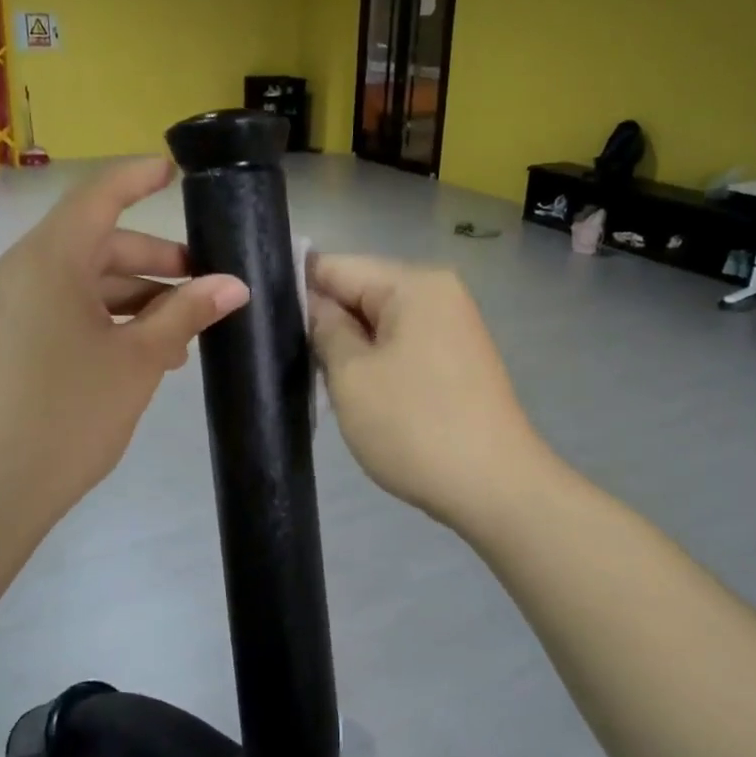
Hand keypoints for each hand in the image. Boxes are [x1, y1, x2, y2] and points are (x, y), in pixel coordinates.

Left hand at [0, 157, 248, 540]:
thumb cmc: (66, 415)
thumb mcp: (137, 362)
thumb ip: (184, 314)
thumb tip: (234, 285)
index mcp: (47, 260)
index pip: (98, 197)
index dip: (138, 179)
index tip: (173, 171)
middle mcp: (15, 272)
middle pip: (92, 246)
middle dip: (152, 262)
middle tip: (203, 287)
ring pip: (75, 284)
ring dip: (129, 300)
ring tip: (177, 335)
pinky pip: (53, 312)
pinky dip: (96, 321)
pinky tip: (133, 356)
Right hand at [307, 254, 547, 529]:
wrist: (496, 490)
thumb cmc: (415, 427)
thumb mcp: (352, 376)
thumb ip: (325, 329)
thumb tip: (312, 303)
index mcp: (414, 285)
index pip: (337, 266)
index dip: (295, 288)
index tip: (260, 318)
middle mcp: (438, 294)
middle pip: (361, 291)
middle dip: (323, 320)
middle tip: (282, 355)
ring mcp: (451, 328)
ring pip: (378, 323)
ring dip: (348, 346)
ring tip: (313, 375)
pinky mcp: (455, 360)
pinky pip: (401, 345)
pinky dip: (374, 362)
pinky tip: (353, 391)